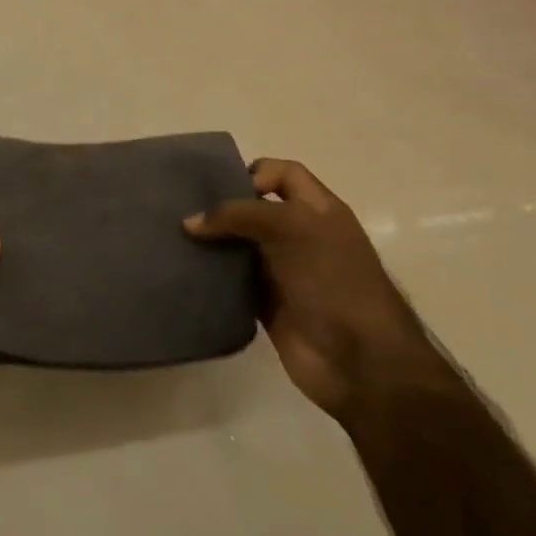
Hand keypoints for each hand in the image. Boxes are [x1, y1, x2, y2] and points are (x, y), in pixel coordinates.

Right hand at [185, 158, 446, 419]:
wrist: (361, 362)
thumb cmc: (334, 281)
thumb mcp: (292, 228)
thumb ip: (239, 215)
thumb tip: (190, 223)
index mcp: (318, 210)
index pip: (283, 174)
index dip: (253, 172)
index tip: (221, 189)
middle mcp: (300, 235)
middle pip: (253, 208)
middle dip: (221, 206)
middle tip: (182, 209)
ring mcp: (283, 271)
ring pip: (238, 245)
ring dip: (211, 242)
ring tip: (173, 237)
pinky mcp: (265, 304)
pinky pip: (231, 281)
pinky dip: (211, 275)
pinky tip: (185, 270)